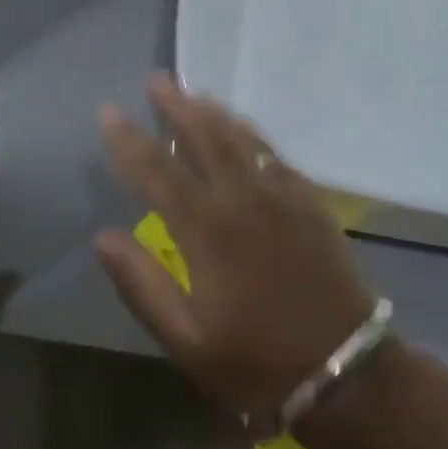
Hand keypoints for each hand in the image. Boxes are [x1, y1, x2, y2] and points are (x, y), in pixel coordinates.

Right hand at [95, 73, 374, 423]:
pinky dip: (251, 134)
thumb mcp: (185, 339)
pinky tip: (243, 129)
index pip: (157, 171)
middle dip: (177, 105)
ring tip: (194, 92)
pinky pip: (274, 154)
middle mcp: (243, 199)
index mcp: (206, 231)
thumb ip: (141, 284)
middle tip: (159, 79)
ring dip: (214, 112)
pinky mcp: (310, 202)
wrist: (344, 369)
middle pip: (204, 137)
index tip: (109, 113)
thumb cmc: (256, 361)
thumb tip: (103, 237)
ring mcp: (282, 196)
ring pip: (242, 138)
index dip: (129, 140)